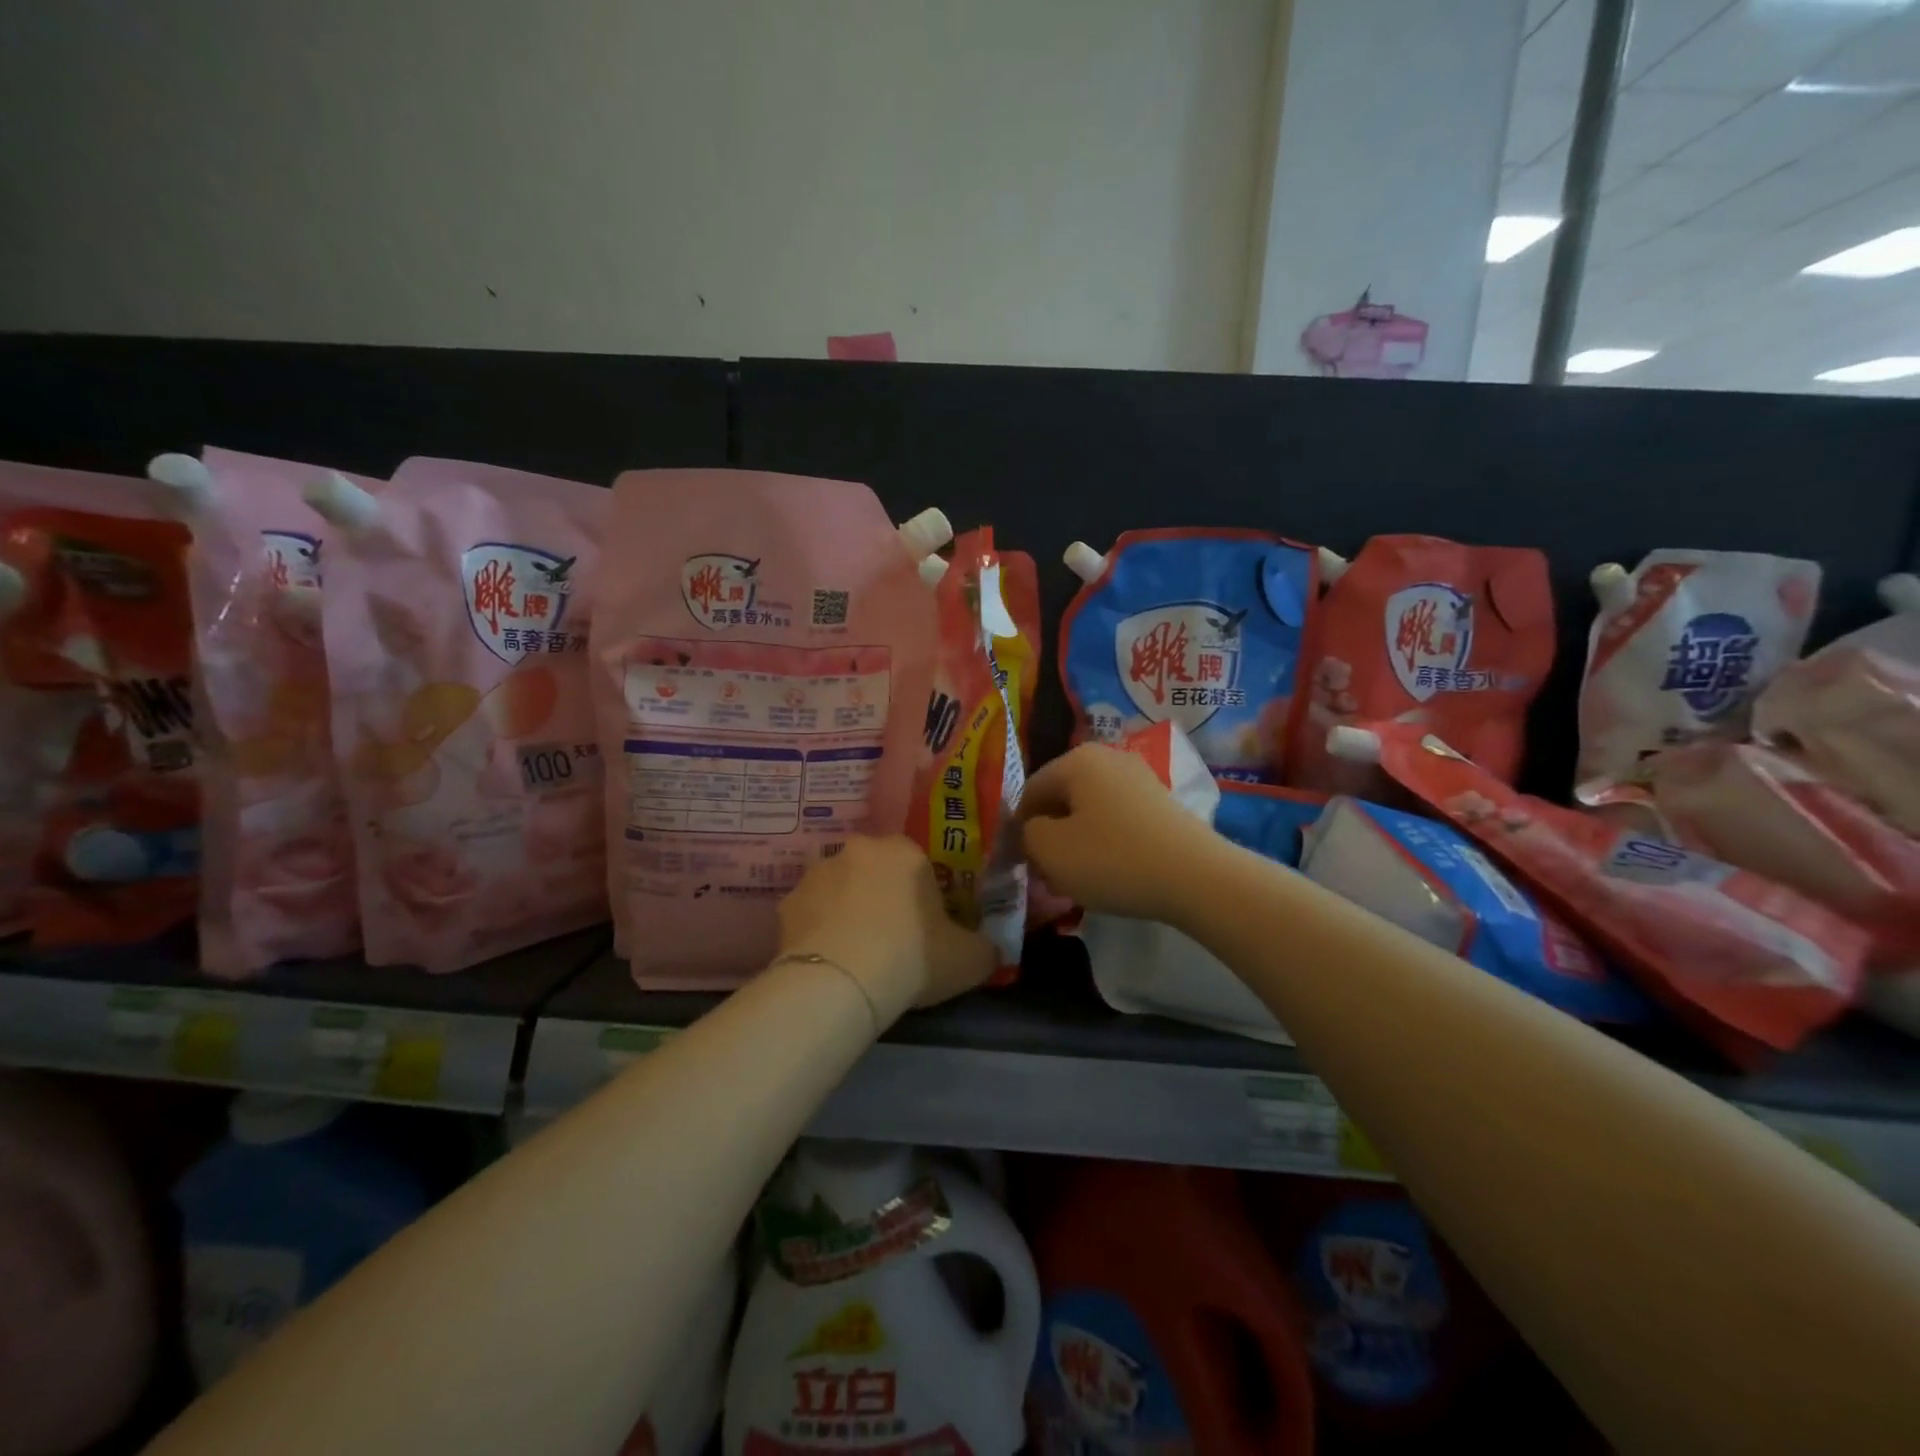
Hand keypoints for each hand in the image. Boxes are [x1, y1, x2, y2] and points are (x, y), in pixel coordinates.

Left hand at [779, 835, 995, 1027]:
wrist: (840, 982)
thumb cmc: (912, 956)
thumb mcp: (968, 959)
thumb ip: (984, 949)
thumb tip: (989, 951)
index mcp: (904, 851)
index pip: (918, 863)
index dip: (923, 895)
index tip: (925, 927)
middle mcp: (858, 849)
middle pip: (875, 870)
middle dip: (881, 896)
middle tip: (891, 938)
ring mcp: (817, 873)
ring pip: (840, 888)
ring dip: (847, 909)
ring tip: (855, 954)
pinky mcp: (787, 903)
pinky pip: (810, 913)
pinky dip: (818, 930)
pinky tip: (828, 961)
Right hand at [1018, 744, 1225, 922]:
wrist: (1196, 877)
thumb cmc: (1112, 859)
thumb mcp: (1050, 850)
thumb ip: (1027, 834)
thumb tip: (1034, 829)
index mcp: (1077, 759)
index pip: (1030, 790)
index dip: (1019, 828)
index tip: (1023, 863)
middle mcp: (1108, 757)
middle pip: (1062, 798)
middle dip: (1049, 835)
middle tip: (1047, 874)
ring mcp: (1139, 778)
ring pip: (1089, 811)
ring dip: (1076, 842)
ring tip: (1077, 879)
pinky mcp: (1161, 803)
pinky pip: (1117, 819)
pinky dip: (1106, 843)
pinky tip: (1110, 872)